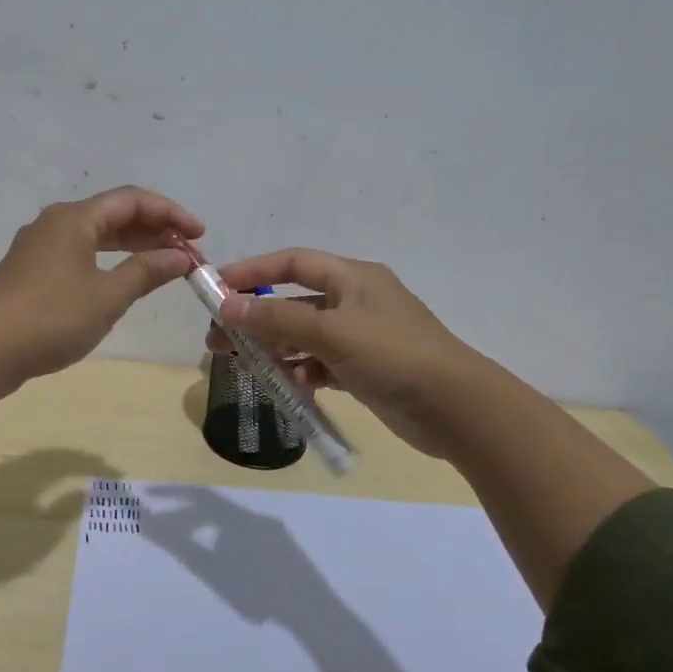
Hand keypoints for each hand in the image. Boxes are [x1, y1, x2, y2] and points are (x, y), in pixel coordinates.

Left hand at [0, 186, 204, 382]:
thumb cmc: (53, 318)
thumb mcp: (109, 296)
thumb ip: (147, 271)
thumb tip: (181, 257)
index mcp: (75, 218)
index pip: (133, 200)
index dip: (171, 214)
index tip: (200, 235)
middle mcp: (55, 222)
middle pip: (114, 214)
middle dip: (154, 230)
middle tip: (187, 252)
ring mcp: (40, 245)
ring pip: (96, 234)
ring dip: (133, 245)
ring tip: (164, 264)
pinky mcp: (31, 269)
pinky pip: (80, 251)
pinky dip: (109, 259)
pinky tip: (123, 278)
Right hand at [204, 248, 484, 458]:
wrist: (456, 408)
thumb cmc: (394, 356)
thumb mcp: (332, 332)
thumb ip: (278, 319)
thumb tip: (228, 306)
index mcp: (352, 278)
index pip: (292, 263)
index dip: (252, 272)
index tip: (216, 288)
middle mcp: (355, 301)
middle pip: (293, 301)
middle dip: (255, 318)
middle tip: (217, 340)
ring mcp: (361, 337)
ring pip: (304, 336)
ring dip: (273, 348)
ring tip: (240, 365)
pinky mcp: (364, 369)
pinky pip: (321, 364)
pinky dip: (301, 371)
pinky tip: (288, 385)